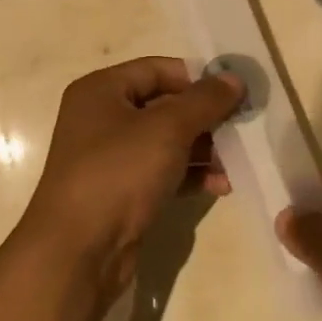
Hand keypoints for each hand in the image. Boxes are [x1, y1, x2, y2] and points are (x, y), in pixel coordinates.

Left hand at [21, 58, 242, 291]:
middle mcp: (101, 118)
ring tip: (236, 162)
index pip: (158, 70)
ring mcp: (110, 158)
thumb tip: (234, 78)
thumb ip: (204, 100)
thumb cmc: (118, 173)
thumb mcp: (167, 128)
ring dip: (203, 150)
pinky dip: (189, 175)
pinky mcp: (121, 192)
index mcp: (101, 90)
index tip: (235, 93)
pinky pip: (162, 172)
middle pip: (164, 106)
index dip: (197, 78)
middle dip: (205, 118)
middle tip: (244, 130)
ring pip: (166, 142)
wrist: (78, 250)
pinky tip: (220, 186)